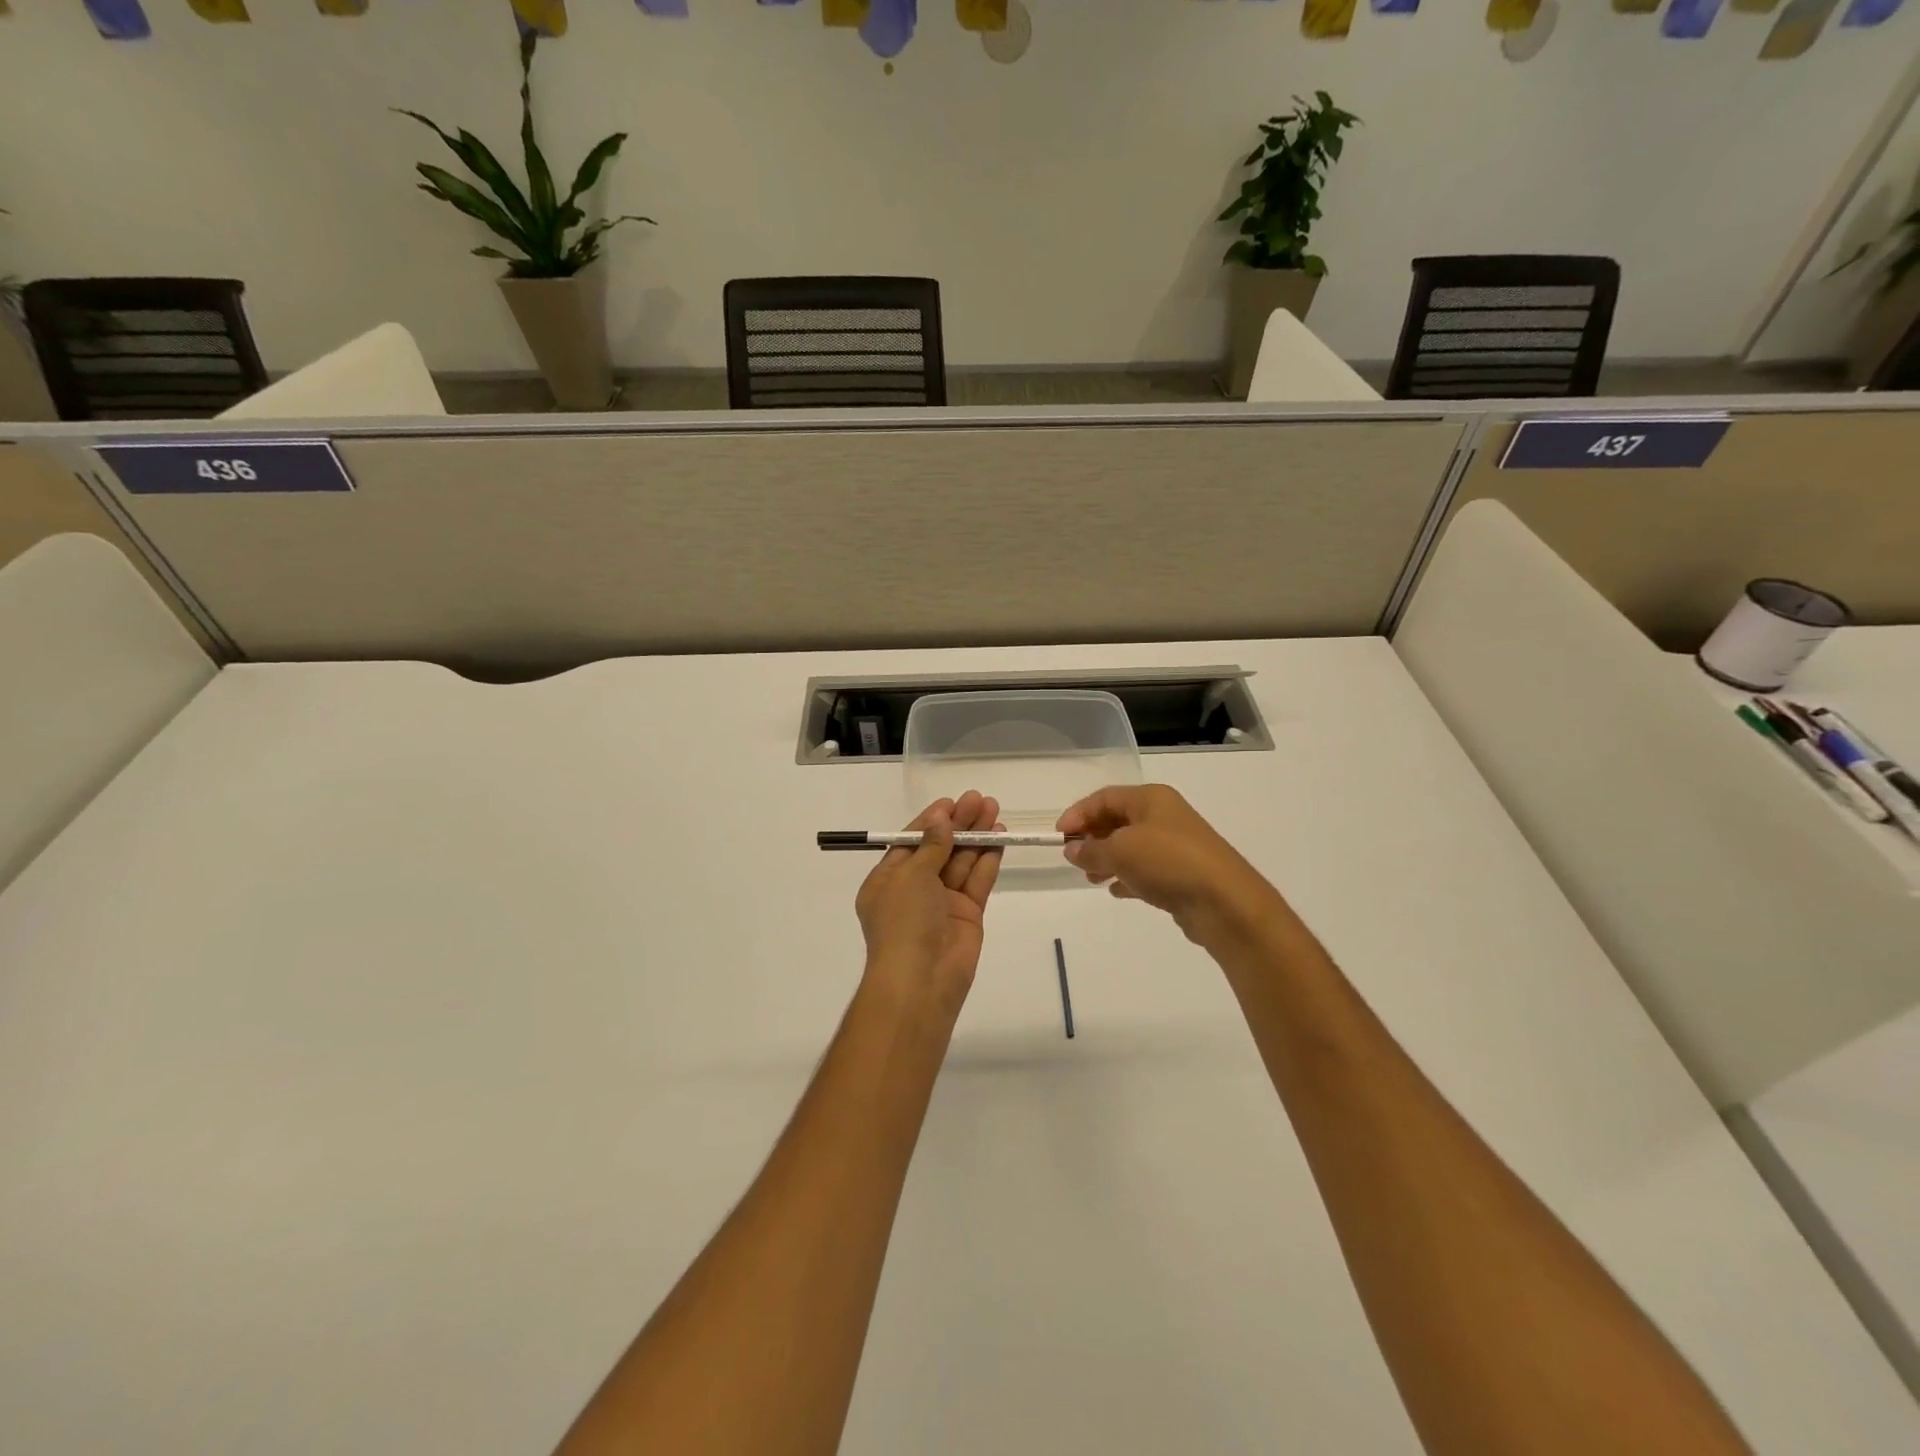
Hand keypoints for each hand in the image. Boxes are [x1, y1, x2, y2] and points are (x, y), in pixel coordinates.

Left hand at [855, 790, 1002, 1015]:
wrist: (921, 979)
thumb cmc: (904, 921)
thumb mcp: (910, 875)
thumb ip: (931, 846)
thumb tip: (941, 819)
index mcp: (888, 880)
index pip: (911, 842)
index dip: (931, 821)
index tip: (951, 802)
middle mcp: (914, 889)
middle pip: (940, 848)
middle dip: (959, 824)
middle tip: (980, 799)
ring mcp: (942, 903)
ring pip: (961, 862)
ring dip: (977, 836)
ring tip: (994, 811)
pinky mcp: (967, 915)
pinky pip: (977, 881)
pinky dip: (988, 860)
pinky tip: (999, 838)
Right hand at [1057, 785, 1281, 946]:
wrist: (1224, 902)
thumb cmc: (1168, 862)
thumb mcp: (1121, 851)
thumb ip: (1091, 850)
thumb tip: (1073, 850)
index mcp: (1151, 799)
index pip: (1104, 798)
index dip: (1079, 813)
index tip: (1059, 836)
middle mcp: (1164, 816)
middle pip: (1118, 820)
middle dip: (1093, 838)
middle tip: (1075, 858)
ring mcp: (1176, 844)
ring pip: (1131, 846)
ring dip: (1108, 859)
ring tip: (1091, 878)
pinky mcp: (1182, 872)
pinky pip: (1146, 868)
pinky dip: (1128, 876)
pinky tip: (1117, 891)